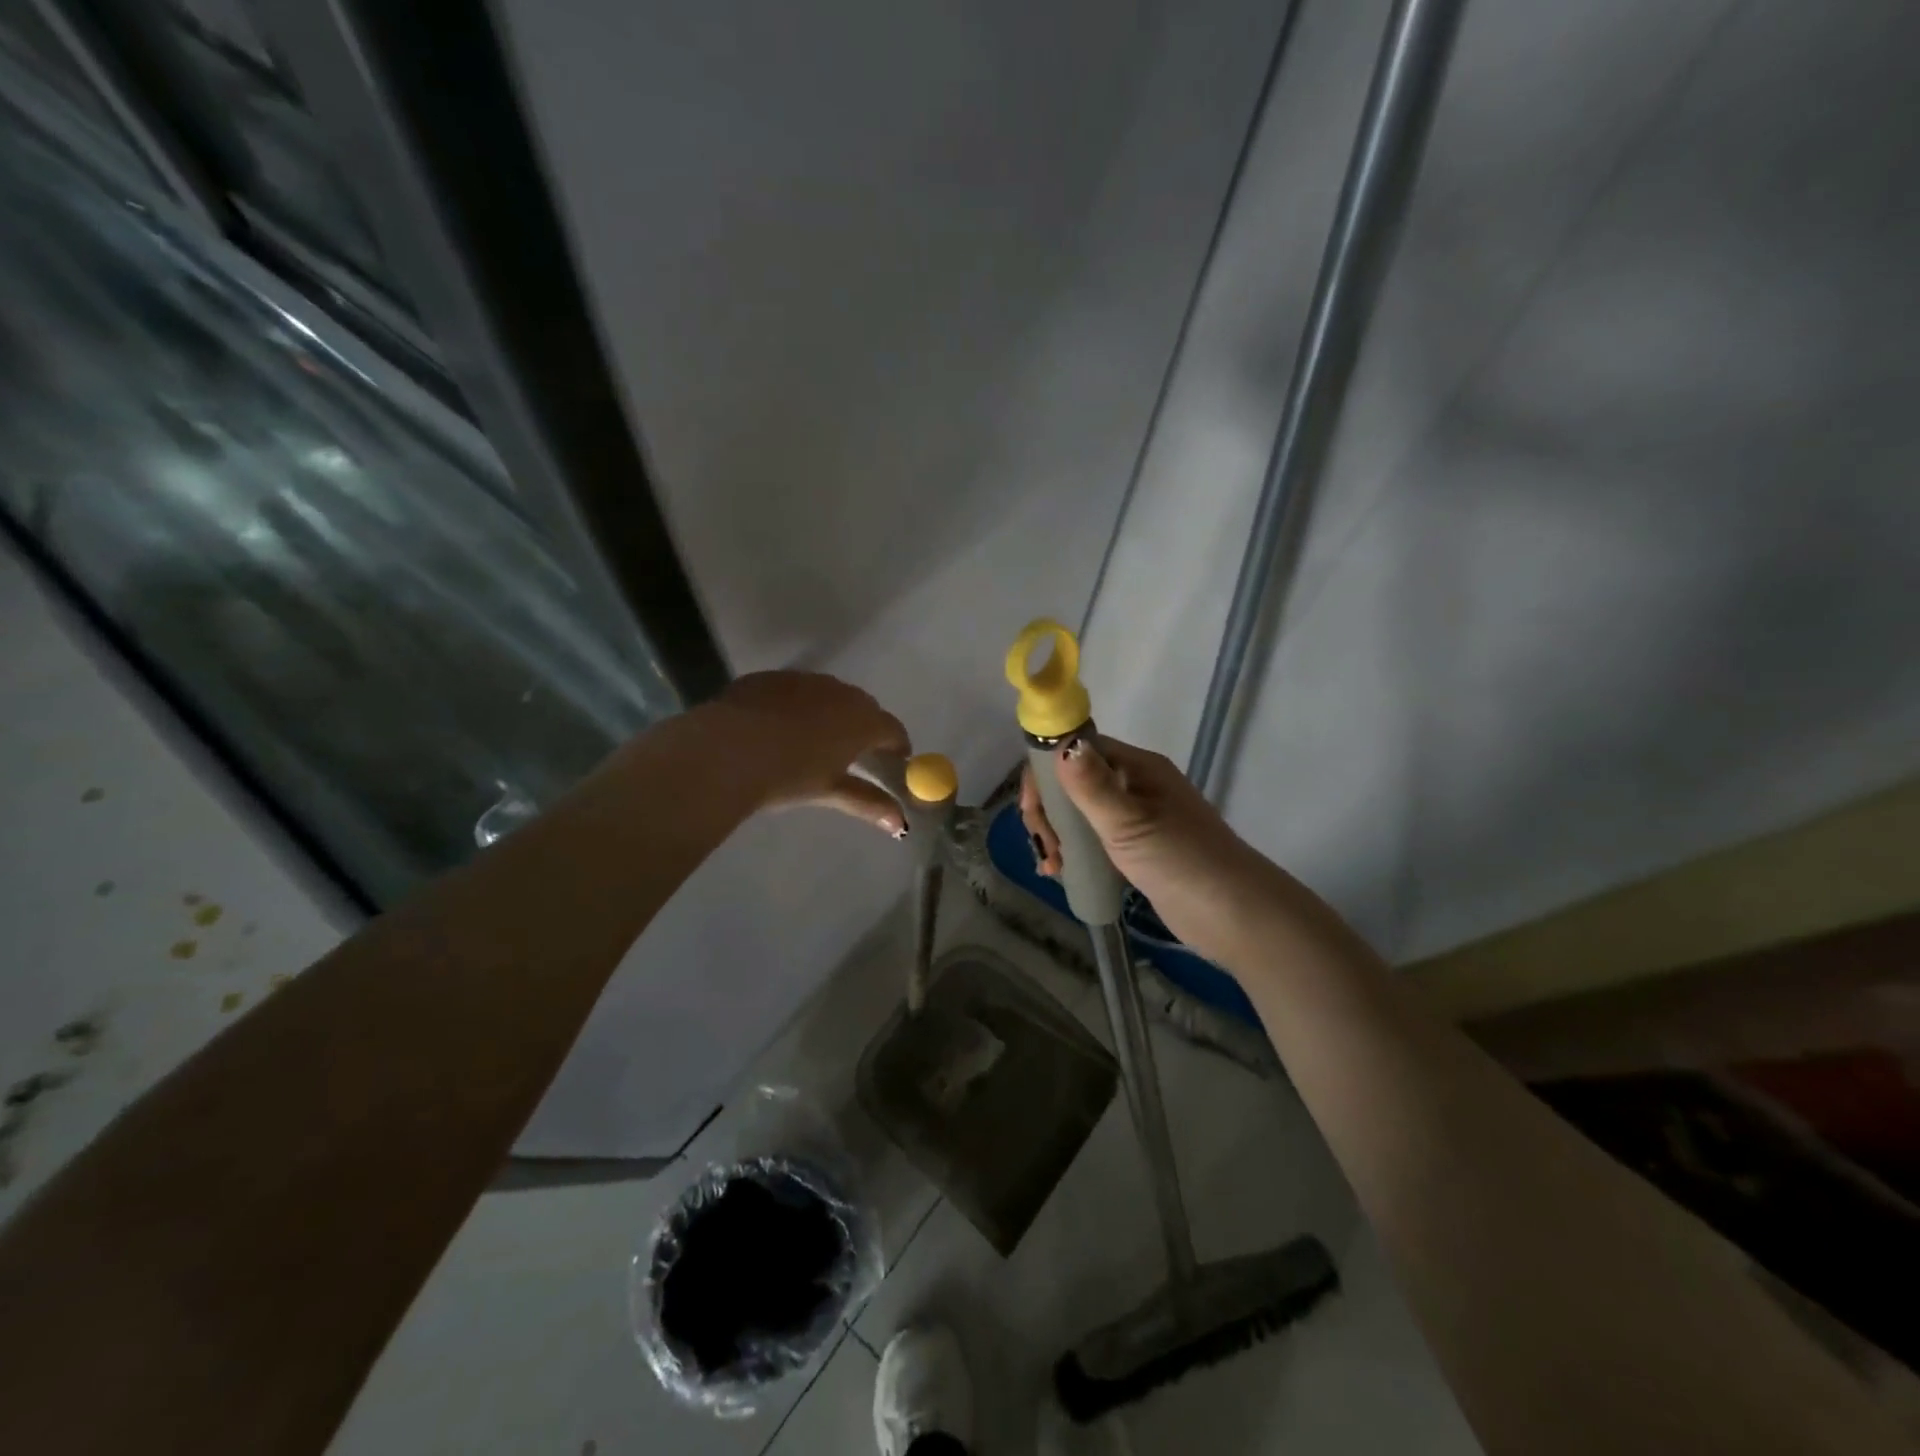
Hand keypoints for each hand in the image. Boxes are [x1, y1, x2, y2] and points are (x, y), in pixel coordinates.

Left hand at [709, 671, 911, 833]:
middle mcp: (840, 692)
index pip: (892, 729)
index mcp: (861, 721)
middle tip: (858, 752)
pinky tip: (780, 725)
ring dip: (833, 712)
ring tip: (817, 737)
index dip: (897, 746)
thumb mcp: (830, 791)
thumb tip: (900, 825)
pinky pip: (797, 690)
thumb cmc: (787, 776)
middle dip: (867, 727)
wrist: (725, 749)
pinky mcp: (772, 677)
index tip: (896, 761)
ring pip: (830, 693)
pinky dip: (799, 705)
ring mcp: (804, 680)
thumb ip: (869, 803)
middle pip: (864, 706)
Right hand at [1020, 735, 1272, 959]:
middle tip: (1043, 846)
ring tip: (1051, 865)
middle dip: (1048, 810)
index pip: (1078, 750)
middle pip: (1073, 782)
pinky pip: (1093, 840)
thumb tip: (1062, 742)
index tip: (1031, 809)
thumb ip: (1091, 785)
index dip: (1047, 773)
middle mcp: (1135, 785)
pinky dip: (1073, 851)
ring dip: (1057, 834)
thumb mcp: (1128, 822)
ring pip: (1080, 814)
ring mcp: (1136, 818)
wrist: (1233, 915)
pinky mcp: (1136, 850)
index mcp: (1137, 767)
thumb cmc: (1180, 860)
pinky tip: (1061, 873)